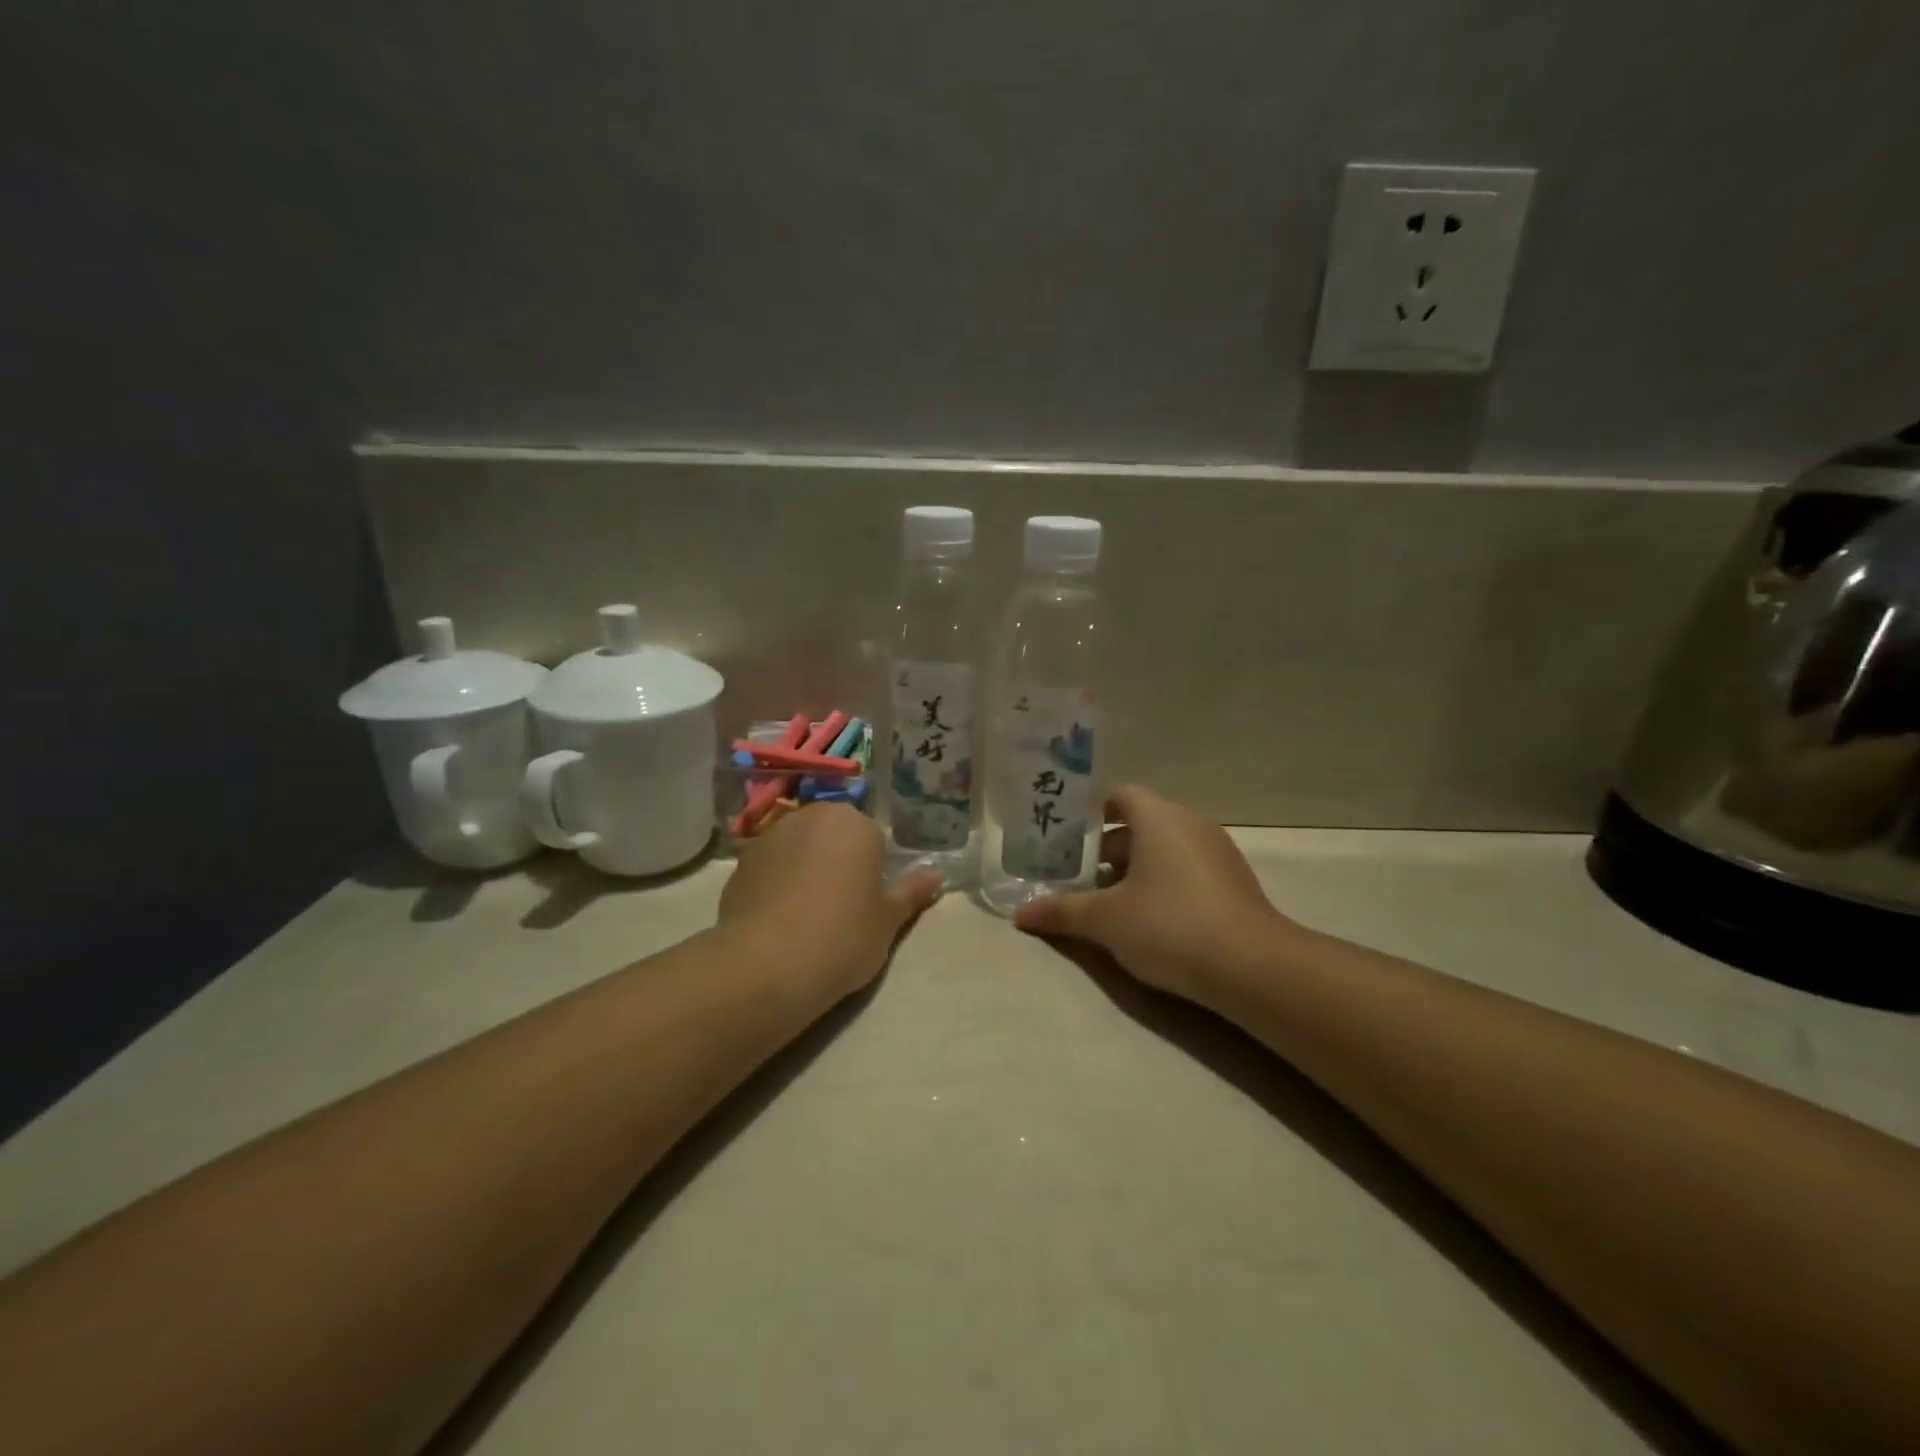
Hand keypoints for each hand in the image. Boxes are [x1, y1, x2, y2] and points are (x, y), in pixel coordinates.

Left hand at [718, 803, 944, 997]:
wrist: (767, 965)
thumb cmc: (843, 937)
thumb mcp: (888, 920)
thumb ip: (911, 893)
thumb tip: (937, 876)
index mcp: (854, 823)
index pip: (873, 838)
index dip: (873, 871)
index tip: (868, 902)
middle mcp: (812, 816)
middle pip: (833, 835)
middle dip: (838, 860)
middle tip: (841, 906)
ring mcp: (771, 836)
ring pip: (800, 847)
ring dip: (806, 867)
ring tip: (806, 914)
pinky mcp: (741, 862)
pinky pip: (771, 866)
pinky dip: (776, 883)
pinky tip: (778, 919)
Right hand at [1014, 784, 1296, 1003]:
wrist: (1252, 967)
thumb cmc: (1168, 925)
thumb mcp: (1105, 920)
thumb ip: (1062, 911)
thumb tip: (1021, 913)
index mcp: (1158, 817)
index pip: (1121, 795)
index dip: (1093, 812)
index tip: (1070, 840)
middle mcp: (1190, 824)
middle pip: (1140, 824)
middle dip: (1108, 850)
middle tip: (1080, 881)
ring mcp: (1217, 852)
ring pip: (1164, 849)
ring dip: (1135, 871)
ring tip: (1110, 907)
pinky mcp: (1234, 882)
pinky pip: (1187, 869)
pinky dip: (1164, 884)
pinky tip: (1150, 923)